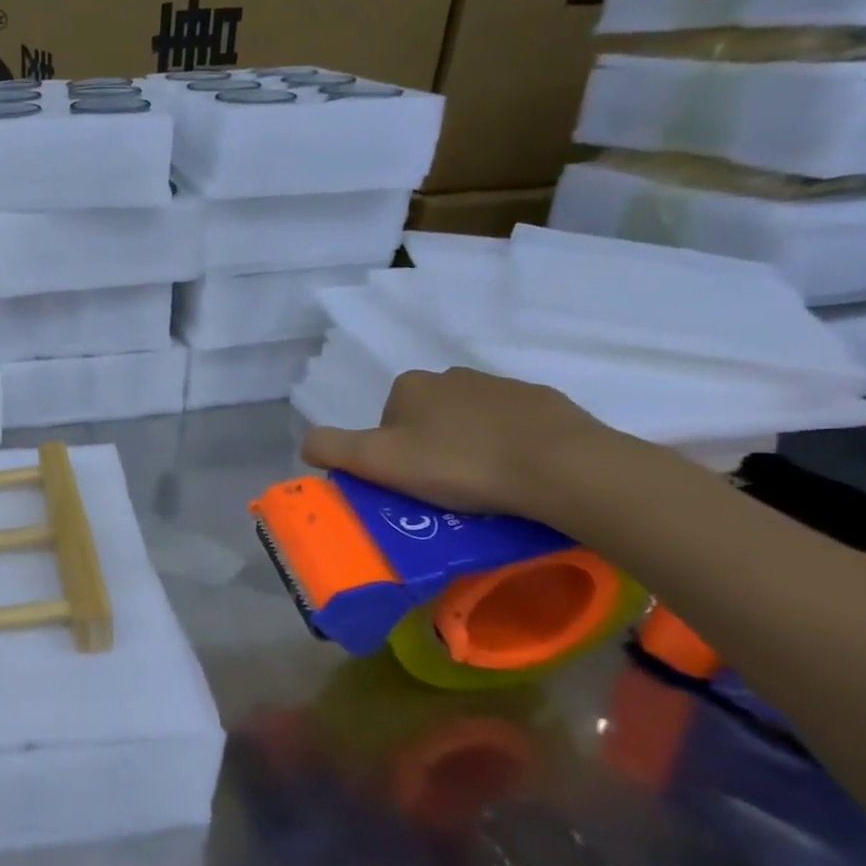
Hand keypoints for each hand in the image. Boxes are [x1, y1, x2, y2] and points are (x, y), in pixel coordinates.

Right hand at [300, 367, 618, 518]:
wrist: (559, 466)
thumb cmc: (458, 464)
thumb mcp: (376, 461)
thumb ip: (330, 447)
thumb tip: (306, 442)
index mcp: (410, 386)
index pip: (385, 421)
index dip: (390, 455)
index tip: (408, 484)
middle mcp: (452, 375)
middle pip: (427, 420)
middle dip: (430, 449)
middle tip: (443, 490)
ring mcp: (503, 386)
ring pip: (470, 422)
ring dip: (469, 447)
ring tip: (483, 488)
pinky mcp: (546, 404)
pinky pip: (514, 427)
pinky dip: (510, 447)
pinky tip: (518, 476)